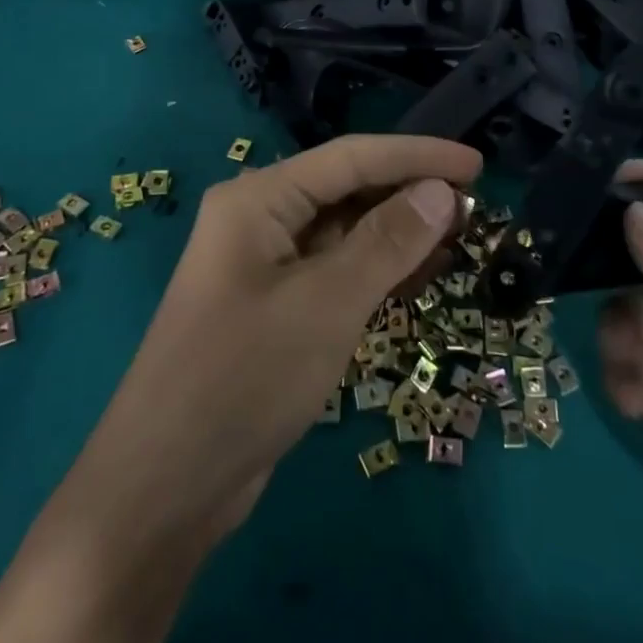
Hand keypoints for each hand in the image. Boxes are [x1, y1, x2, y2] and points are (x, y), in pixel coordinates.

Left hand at [60, 134, 481, 551]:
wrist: (165, 486)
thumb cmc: (243, 378)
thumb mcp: (325, 305)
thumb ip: (387, 243)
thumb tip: (442, 192)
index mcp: (258, 198)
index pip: (351, 157)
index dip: (417, 156)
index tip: (478, 164)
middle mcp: (260, 219)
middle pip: (347, 189)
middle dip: (409, 194)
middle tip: (476, 207)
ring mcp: (266, 265)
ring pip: (345, 232)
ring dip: (398, 233)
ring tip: (460, 236)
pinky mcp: (276, 307)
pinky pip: (335, 271)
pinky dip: (377, 270)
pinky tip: (419, 275)